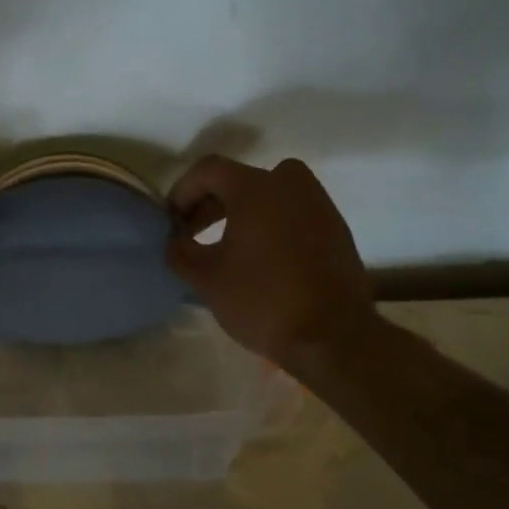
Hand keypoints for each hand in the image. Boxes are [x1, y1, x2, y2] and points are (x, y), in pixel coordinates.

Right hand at [165, 155, 383, 367]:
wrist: (334, 338)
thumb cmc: (263, 300)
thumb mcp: (205, 278)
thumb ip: (180, 251)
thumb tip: (176, 241)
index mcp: (256, 187)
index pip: (208, 170)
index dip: (182, 191)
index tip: (172, 222)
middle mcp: (290, 184)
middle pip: (239, 179)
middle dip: (210, 203)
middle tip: (192, 234)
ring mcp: (319, 205)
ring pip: (270, 194)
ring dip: (243, 212)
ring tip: (226, 245)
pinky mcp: (336, 229)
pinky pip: (294, 213)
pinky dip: (272, 224)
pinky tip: (261, 258)